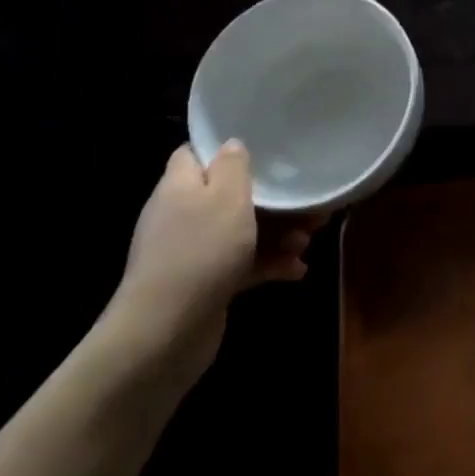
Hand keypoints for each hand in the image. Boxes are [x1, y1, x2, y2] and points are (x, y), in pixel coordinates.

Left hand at [103, 142, 318, 386]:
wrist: (166, 331)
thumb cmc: (201, 252)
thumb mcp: (226, 198)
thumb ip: (233, 166)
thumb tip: (232, 144)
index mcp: (180, 185)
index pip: (196, 153)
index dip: (226, 150)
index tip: (265, 150)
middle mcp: (182, 214)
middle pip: (229, 195)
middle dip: (272, 200)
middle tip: (308, 205)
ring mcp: (192, 252)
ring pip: (241, 232)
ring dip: (277, 234)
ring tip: (308, 242)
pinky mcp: (205, 284)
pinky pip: (242, 265)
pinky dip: (269, 264)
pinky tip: (297, 271)